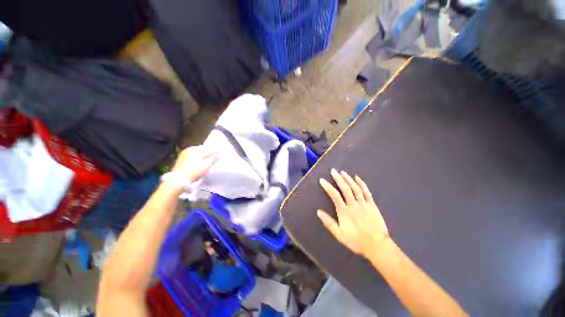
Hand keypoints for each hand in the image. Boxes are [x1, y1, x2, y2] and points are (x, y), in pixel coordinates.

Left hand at [171, 146, 218, 181]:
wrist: (177, 180)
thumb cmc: (193, 171)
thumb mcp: (206, 165)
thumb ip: (213, 159)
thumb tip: (219, 154)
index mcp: (195, 149)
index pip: (208, 148)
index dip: (215, 151)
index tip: (220, 153)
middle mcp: (188, 150)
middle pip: (202, 150)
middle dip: (208, 153)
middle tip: (214, 157)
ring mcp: (183, 155)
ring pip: (196, 154)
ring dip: (202, 156)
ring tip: (207, 161)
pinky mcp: (180, 161)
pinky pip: (192, 157)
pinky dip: (197, 159)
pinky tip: (199, 164)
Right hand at [317, 169, 388, 257]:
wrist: (377, 246)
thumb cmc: (356, 241)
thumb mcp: (340, 235)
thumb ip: (329, 223)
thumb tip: (318, 212)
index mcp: (344, 212)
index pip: (334, 195)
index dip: (328, 187)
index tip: (322, 180)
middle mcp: (353, 205)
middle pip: (345, 189)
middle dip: (338, 178)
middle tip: (333, 170)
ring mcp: (364, 204)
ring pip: (355, 188)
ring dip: (348, 179)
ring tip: (343, 172)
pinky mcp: (372, 205)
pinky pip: (367, 192)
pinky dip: (362, 184)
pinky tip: (357, 178)